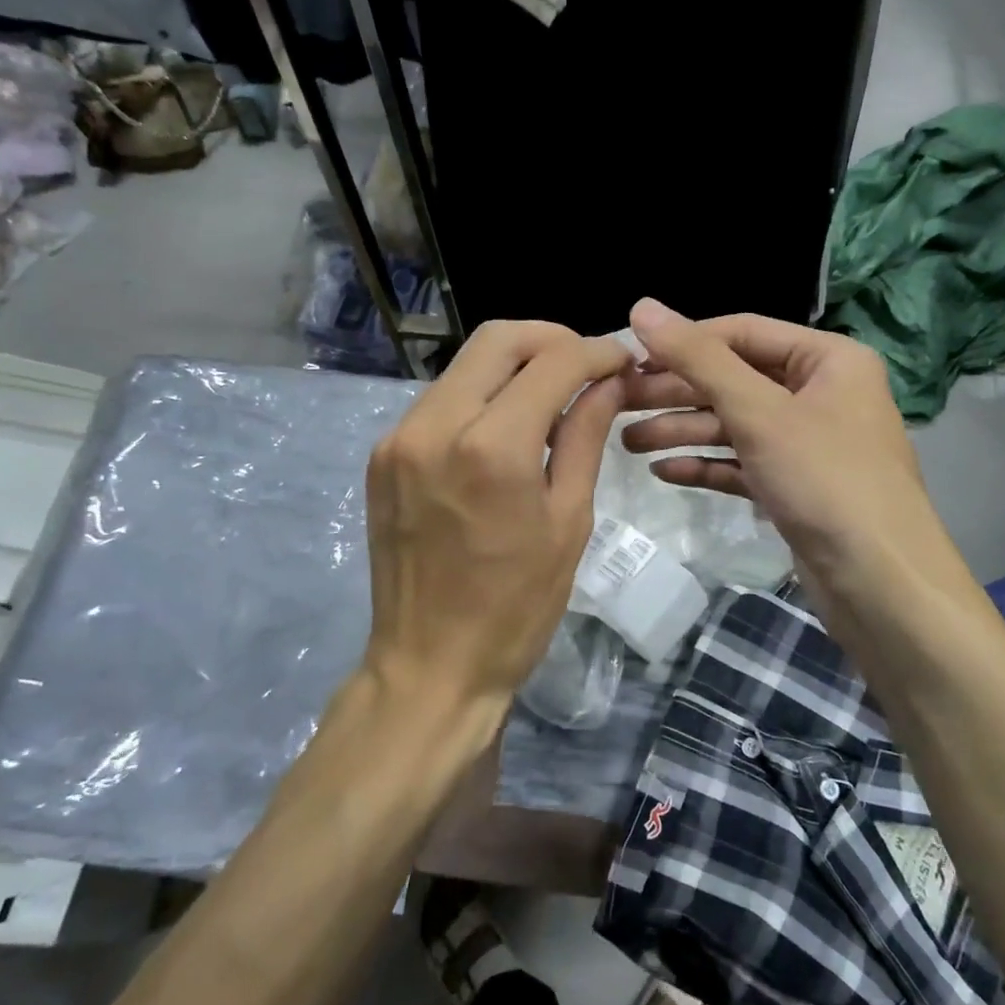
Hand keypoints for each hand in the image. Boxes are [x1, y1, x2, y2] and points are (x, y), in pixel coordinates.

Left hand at [364, 320, 629, 709]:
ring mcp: (399, 438)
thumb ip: (586, 437)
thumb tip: (608, 382)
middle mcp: (435, 425)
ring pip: (465, 365)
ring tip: (552, 397)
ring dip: (514, 366)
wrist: (429, 665)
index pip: (552, 362)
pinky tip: (507, 427)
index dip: (596, 352)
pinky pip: (440, 400)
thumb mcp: (568, 520)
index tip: (622, 360)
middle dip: (551, 339)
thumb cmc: (516, 607)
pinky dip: (481, 396)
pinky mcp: (382, 456)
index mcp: (492, 447)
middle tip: (586, 365)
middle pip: (498, 339)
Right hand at [621, 298, 979, 620]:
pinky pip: (743, 463)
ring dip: (683, 431)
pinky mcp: (796, 486)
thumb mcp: (758, 411)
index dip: (684, 342)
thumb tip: (641, 307)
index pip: (742, 332)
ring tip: (628, 443)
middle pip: (734, 379)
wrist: (880, 584)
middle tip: (618, 404)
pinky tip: (664, 472)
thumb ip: (698, 359)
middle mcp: (820, 393)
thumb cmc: (825, 480)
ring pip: (734, 424)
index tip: (629, 356)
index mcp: (827, 360)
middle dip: (676, 392)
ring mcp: (808, 443)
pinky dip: (707, 465)